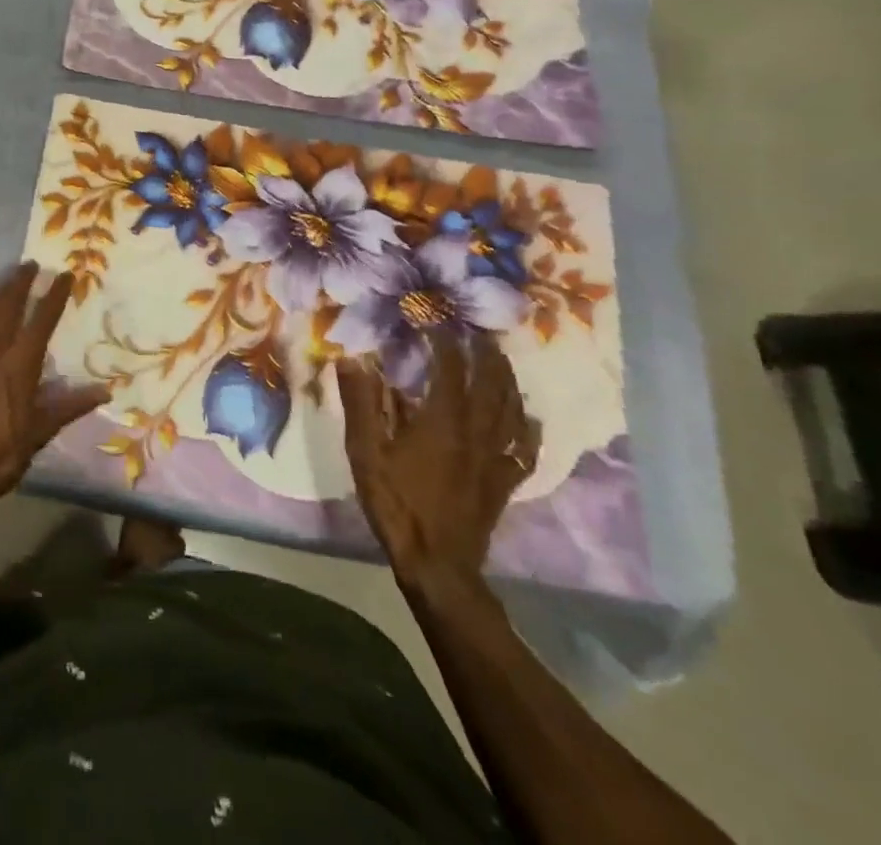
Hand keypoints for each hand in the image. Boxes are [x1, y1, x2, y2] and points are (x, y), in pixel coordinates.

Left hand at [0, 262, 106, 527]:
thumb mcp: (39, 434)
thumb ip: (69, 407)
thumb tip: (105, 390)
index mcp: (19, 366)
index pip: (41, 321)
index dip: (54, 296)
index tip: (64, 275)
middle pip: (8, 308)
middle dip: (20, 284)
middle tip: (30, 266)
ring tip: (7, 281)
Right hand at [336, 330, 538, 598]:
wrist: (436, 563)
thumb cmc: (396, 502)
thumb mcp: (365, 450)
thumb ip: (360, 402)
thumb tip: (353, 357)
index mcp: (443, 420)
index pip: (450, 367)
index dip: (443, 339)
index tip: (432, 318)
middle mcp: (476, 431)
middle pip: (491, 383)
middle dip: (484, 352)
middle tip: (476, 331)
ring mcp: (495, 457)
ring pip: (512, 409)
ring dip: (507, 379)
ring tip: (500, 360)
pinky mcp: (504, 480)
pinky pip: (523, 447)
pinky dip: (527, 427)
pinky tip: (527, 418)